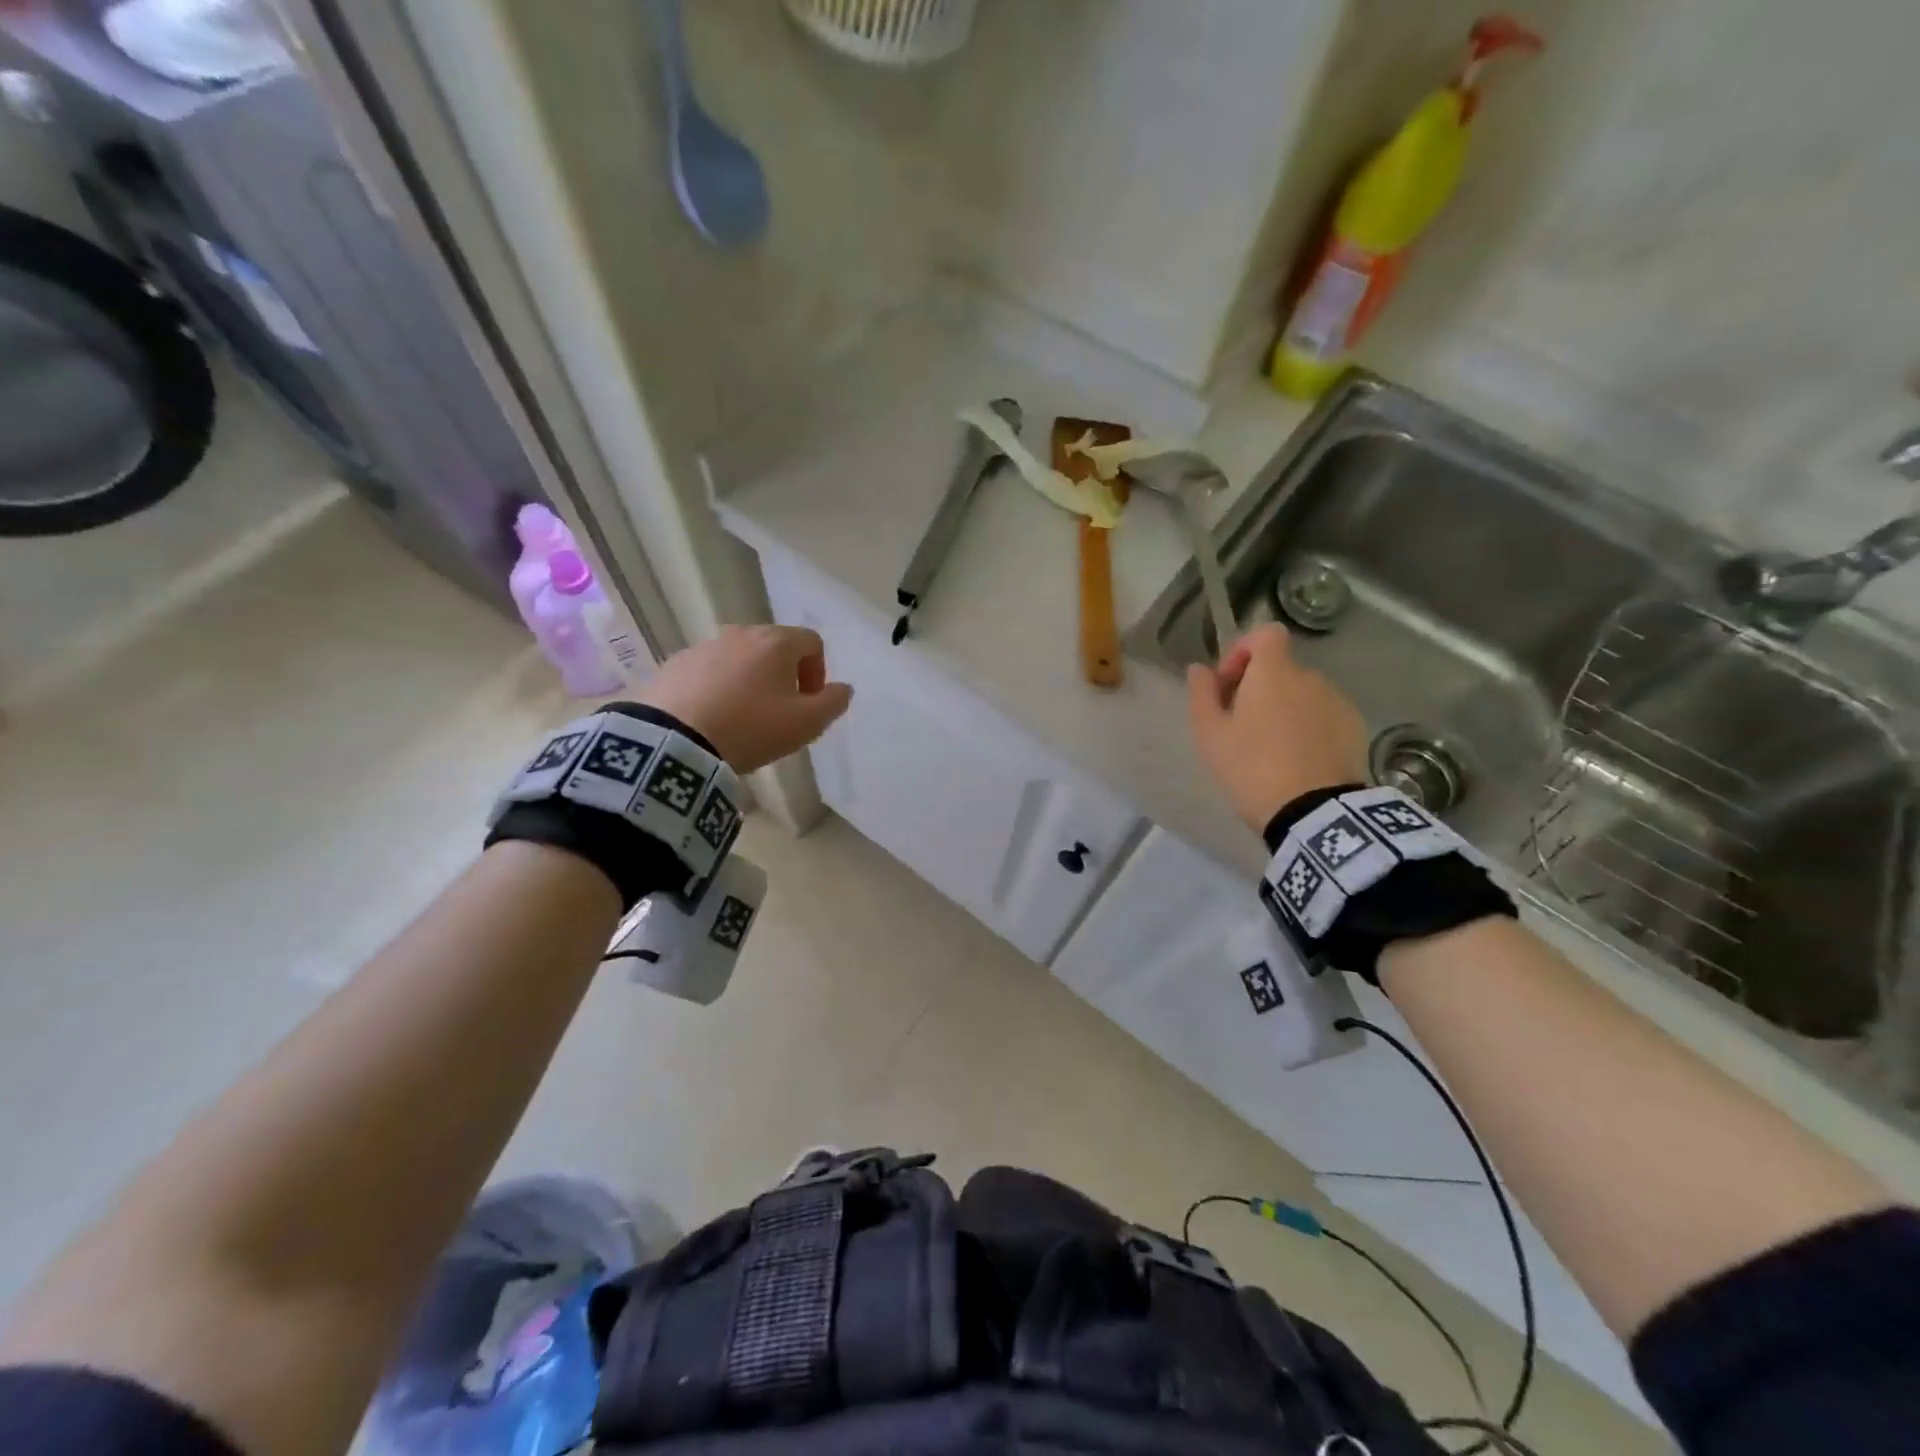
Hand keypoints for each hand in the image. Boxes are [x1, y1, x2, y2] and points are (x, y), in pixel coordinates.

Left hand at [640, 625, 852, 772]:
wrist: (674, 740)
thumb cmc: (751, 728)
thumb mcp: (806, 724)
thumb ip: (833, 703)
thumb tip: (843, 688)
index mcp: (777, 642)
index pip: (812, 642)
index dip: (818, 672)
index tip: (809, 703)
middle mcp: (741, 633)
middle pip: (775, 647)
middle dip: (784, 675)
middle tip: (779, 712)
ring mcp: (704, 646)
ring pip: (740, 658)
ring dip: (750, 681)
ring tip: (743, 717)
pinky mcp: (675, 664)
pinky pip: (709, 671)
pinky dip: (718, 687)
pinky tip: (712, 718)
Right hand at [1187, 624, 1366, 832]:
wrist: (1313, 812)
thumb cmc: (1251, 767)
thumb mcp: (1210, 735)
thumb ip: (1202, 694)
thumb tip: (1199, 669)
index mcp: (1274, 673)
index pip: (1265, 634)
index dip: (1244, 650)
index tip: (1229, 684)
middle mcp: (1310, 678)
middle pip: (1281, 668)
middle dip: (1259, 688)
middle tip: (1241, 725)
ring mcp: (1338, 702)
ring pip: (1303, 693)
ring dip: (1285, 708)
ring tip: (1271, 747)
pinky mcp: (1355, 728)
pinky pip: (1324, 715)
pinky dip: (1309, 726)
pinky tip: (1298, 759)